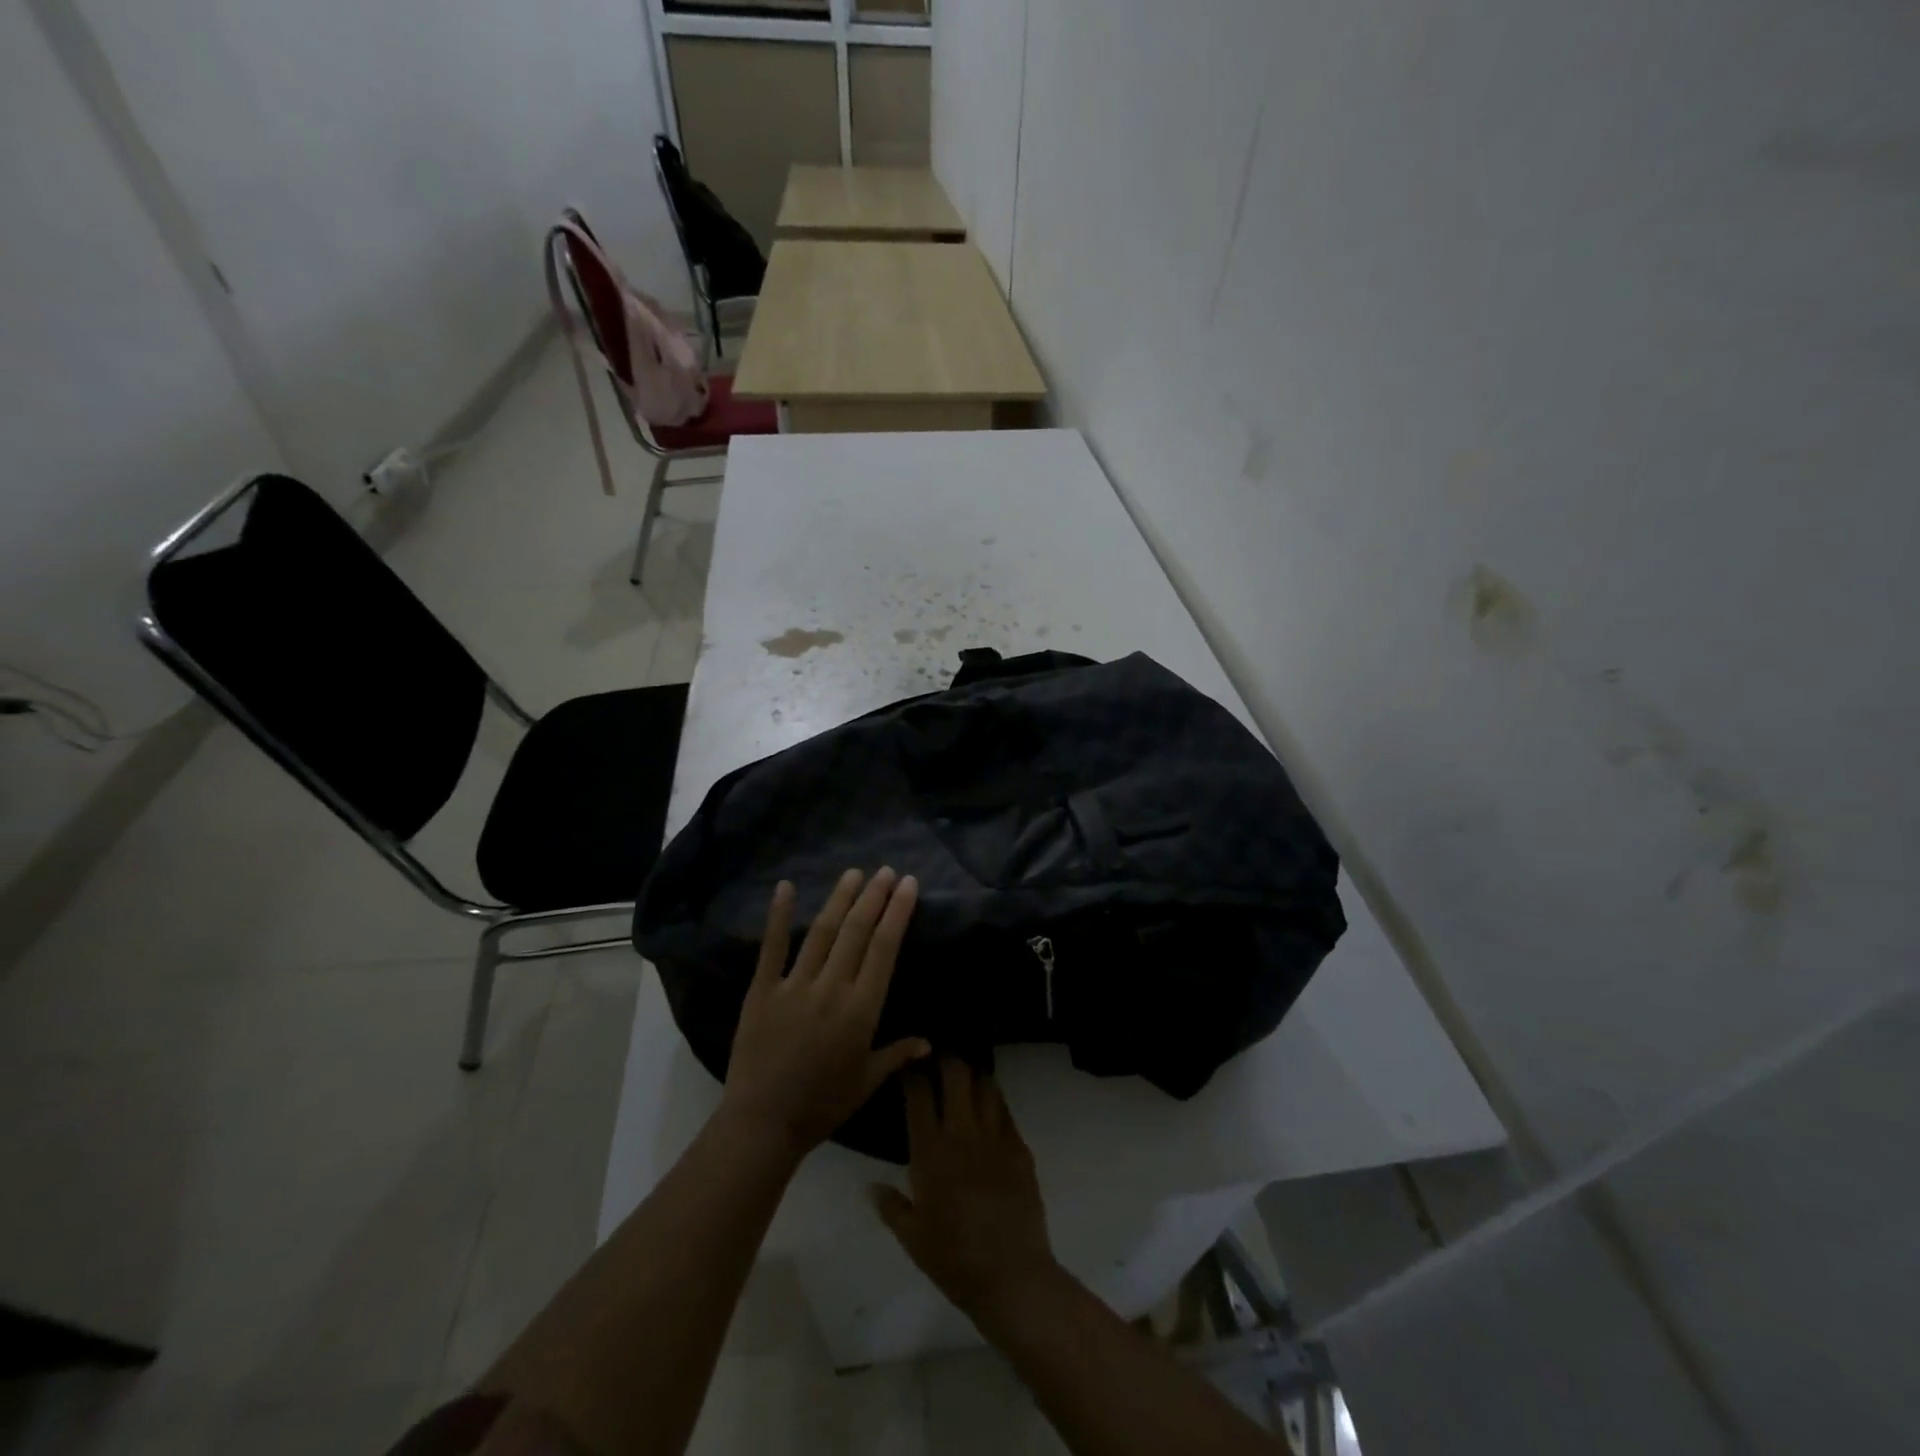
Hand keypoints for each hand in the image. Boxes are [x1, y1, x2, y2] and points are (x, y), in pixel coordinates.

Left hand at [721, 869, 930, 1160]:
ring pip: (823, 933)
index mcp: (861, 1009)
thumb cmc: (822, 1104)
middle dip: (874, 897)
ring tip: (854, 873)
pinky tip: (786, 887)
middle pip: (857, 932)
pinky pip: (772, 947)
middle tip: (886, 871)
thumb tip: (929, 1042)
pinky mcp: (762, 990)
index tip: (908, 885)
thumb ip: (897, 1054)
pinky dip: (779, 916)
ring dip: (840, 899)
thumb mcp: (866, 1081)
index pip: (884, 949)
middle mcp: (832, 988)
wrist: (763, 1122)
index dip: (897, 913)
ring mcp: (795, 985)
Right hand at [872, 1058, 1057, 1318]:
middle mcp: (962, 1133)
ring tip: (965, 1073)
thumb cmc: (954, 1260)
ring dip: (973, 1073)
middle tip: (938, 1059)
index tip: (908, 1061)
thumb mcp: (913, 1238)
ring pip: (985, 1084)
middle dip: (946, 1059)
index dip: (912, 1072)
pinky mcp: (1020, 1148)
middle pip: (956, 1074)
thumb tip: (869, 1186)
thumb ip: (891, 1206)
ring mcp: (995, 1137)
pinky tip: (989, 1103)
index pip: (919, 1094)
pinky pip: (1005, 1110)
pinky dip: (995, 1099)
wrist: (1012, 1276)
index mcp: (931, 1152)